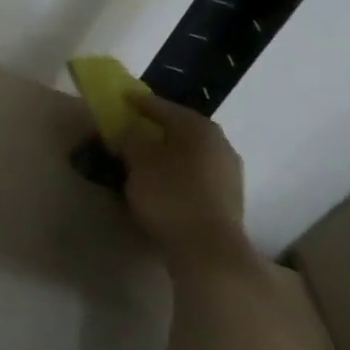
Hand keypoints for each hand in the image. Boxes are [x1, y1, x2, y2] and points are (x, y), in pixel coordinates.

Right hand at [119, 93, 254, 275]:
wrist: (208, 249)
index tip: (121, 99)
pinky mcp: (229, 196)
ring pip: (191, 151)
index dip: (139, 103)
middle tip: (133, 129)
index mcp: (198, 128)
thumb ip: (130, 139)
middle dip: (157, 128)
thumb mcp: (139, 162)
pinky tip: (164, 180)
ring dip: (169, 151)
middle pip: (181, 128)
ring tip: (145, 157)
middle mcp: (219, 143)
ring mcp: (228, 171)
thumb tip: (128, 128)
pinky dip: (178, 170)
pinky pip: (197, 172)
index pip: (163, 107)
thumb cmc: (170, 196)